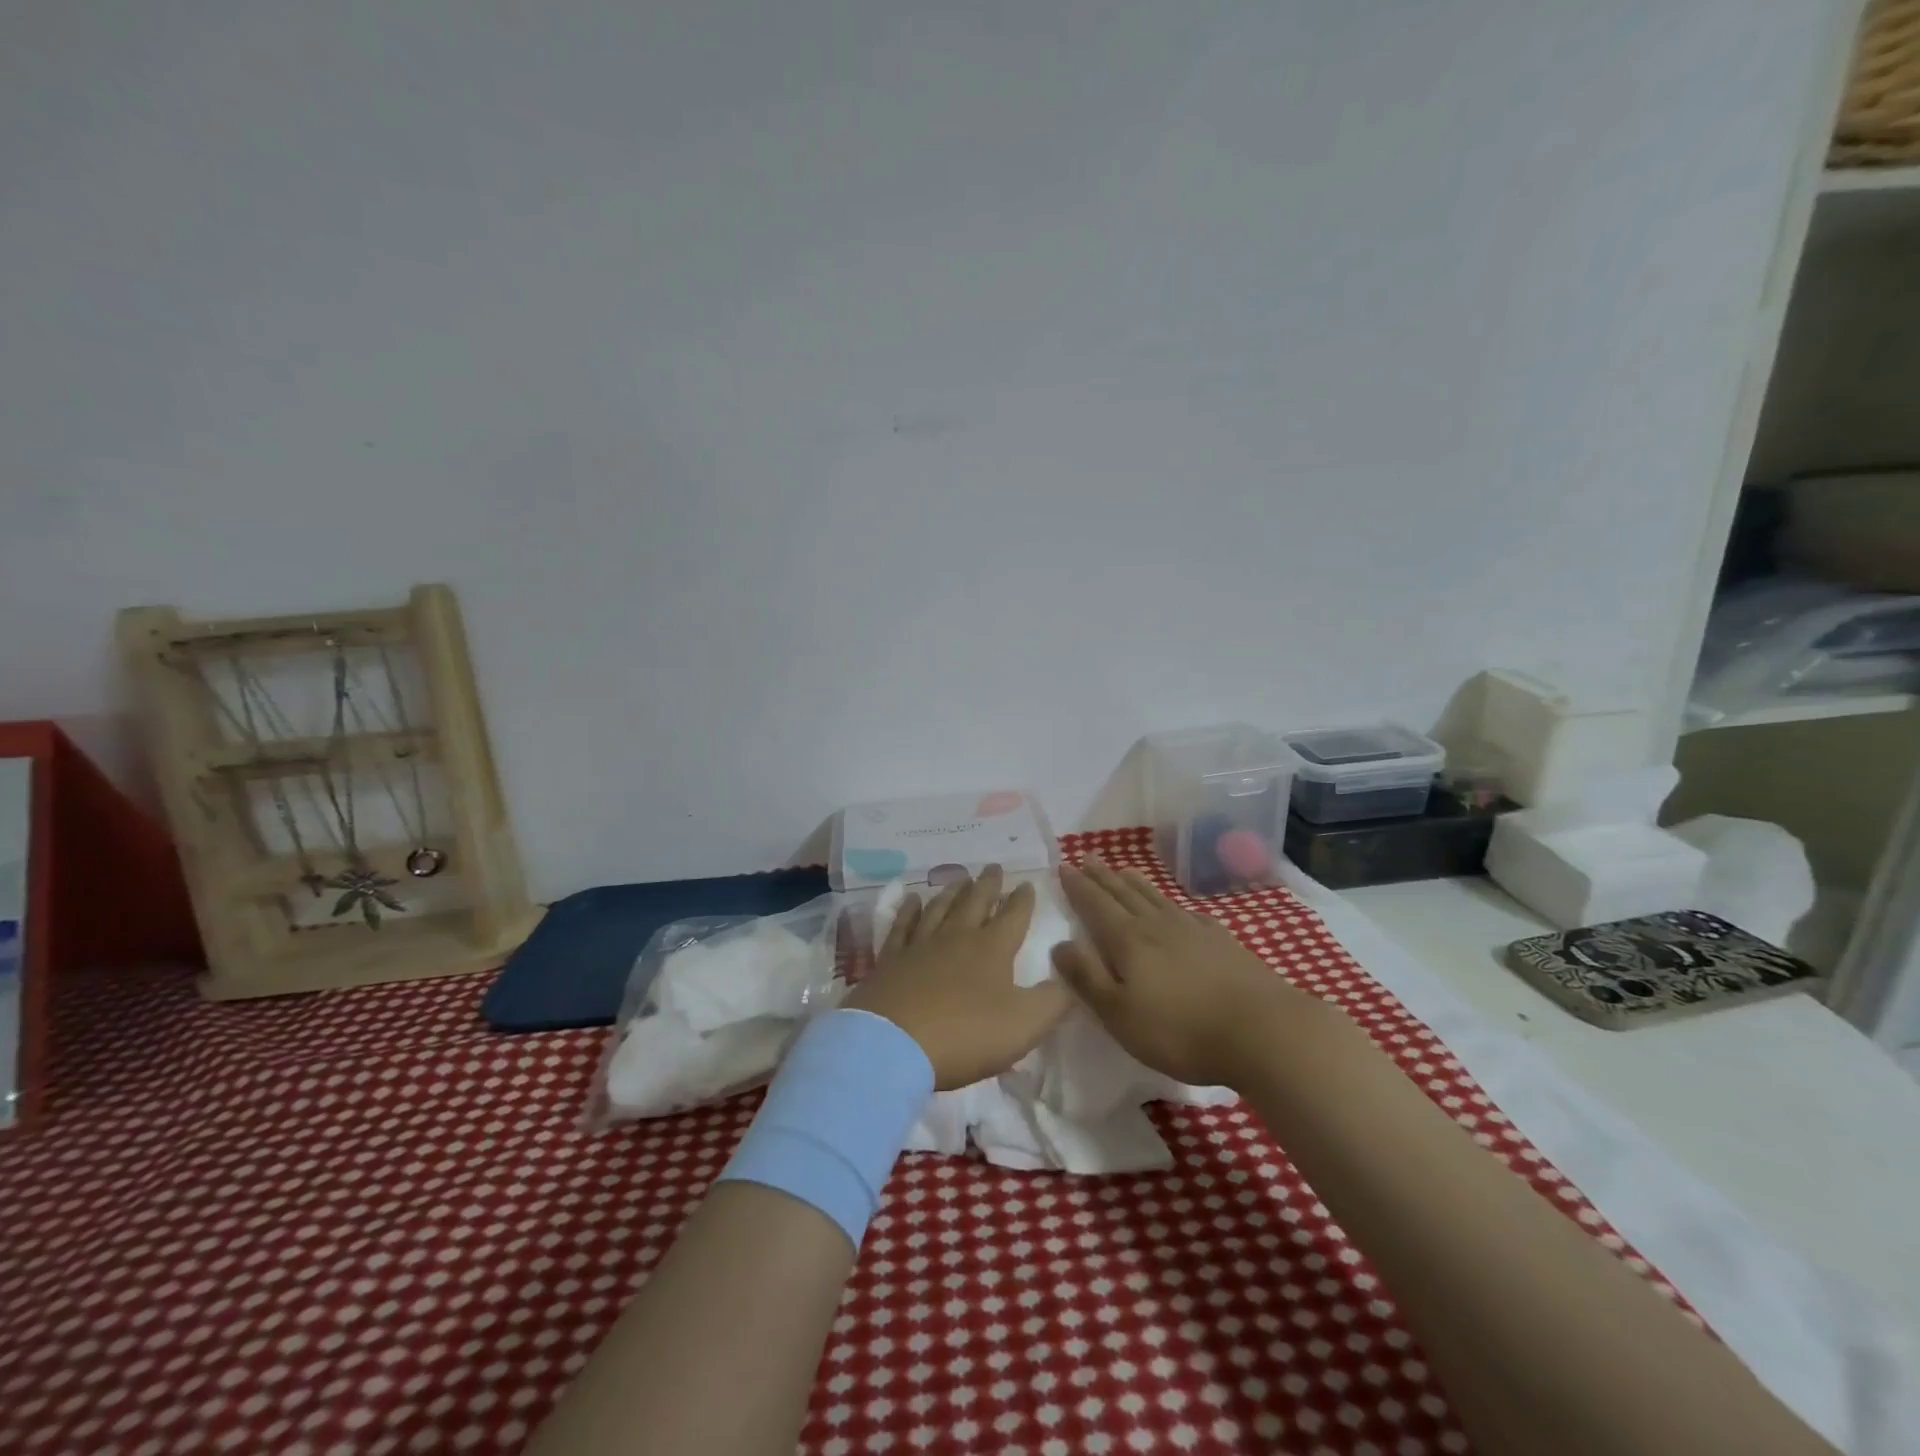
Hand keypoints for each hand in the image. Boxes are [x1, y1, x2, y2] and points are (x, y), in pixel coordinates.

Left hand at [846, 865, 1070, 1090]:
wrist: (894, 1043)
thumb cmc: (966, 1034)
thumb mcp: (1025, 1025)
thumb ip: (1053, 1002)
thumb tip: (1067, 982)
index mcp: (992, 949)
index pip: (1013, 916)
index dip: (1022, 900)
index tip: (1026, 883)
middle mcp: (957, 937)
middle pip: (975, 902)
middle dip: (988, 884)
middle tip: (993, 866)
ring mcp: (920, 945)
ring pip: (940, 908)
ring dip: (952, 892)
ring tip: (960, 879)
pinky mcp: (890, 960)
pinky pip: (902, 926)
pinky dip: (908, 911)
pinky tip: (912, 900)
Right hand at [1052, 857, 1321, 1088]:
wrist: (1262, 1031)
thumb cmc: (1180, 1030)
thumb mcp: (1119, 1014)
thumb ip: (1087, 978)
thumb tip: (1059, 944)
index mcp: (1128, 940)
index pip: (1095, 905)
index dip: (1078, 886)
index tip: (1064, 866)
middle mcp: (1156, 925)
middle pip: (1123, 893)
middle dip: (1102, 876)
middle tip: (1087, 857)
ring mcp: (1192, 930)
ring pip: (1155, 897)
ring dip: (1134, 882)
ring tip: (1122, 869)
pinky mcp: (1221, 941)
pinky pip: (1186, 911)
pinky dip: (1171, 902)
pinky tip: (1174, 906)